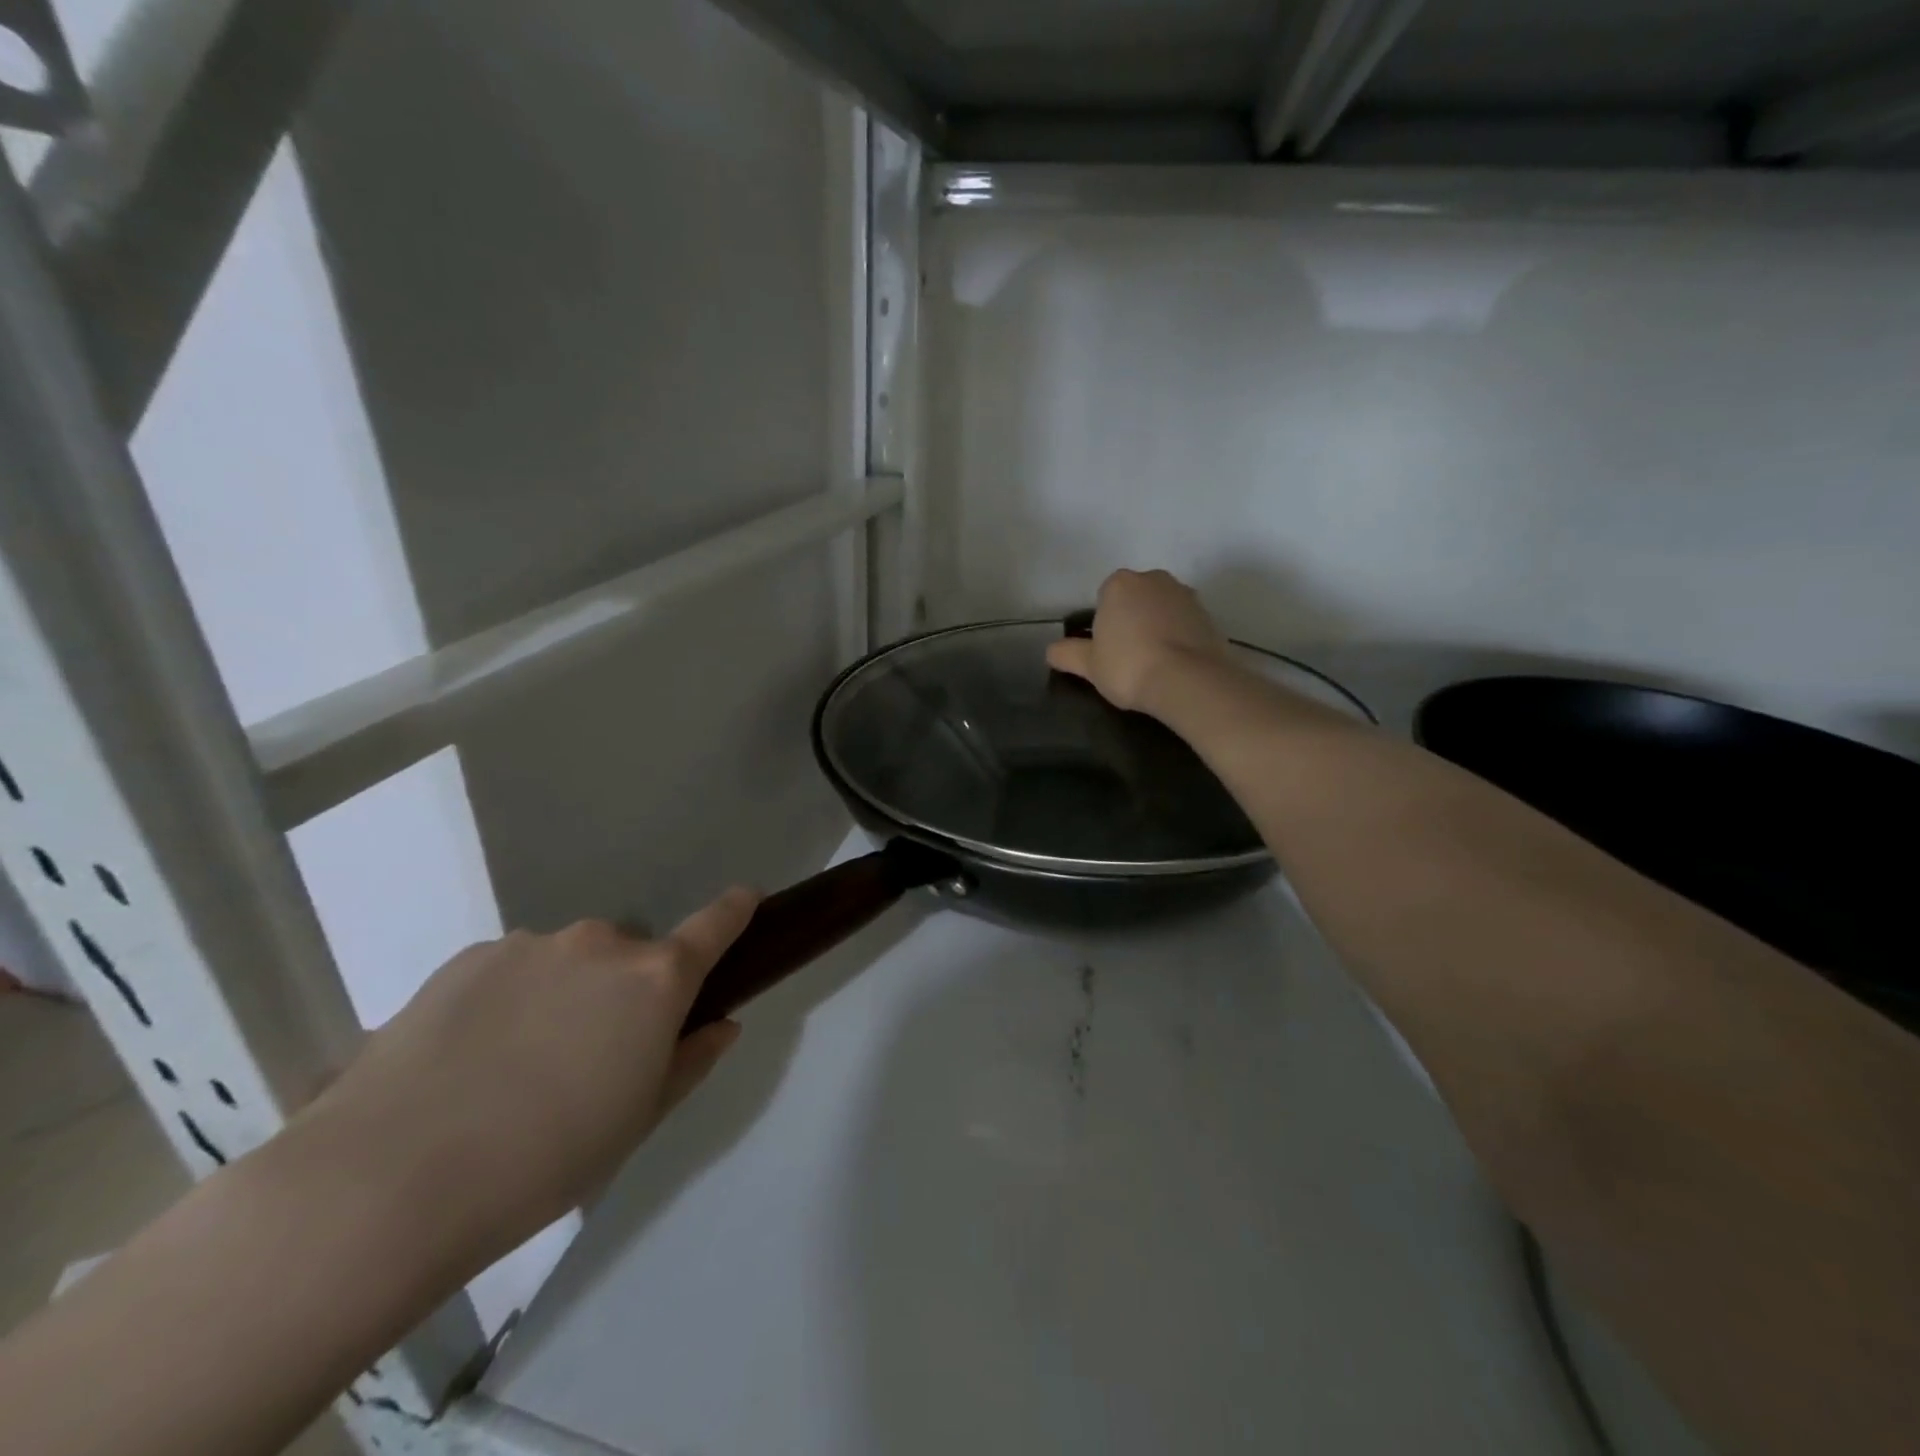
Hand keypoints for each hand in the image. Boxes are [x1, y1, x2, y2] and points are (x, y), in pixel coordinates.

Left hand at [296, 888, 758, 1263]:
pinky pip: (514, 969)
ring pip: (570, 961)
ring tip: (517, 1067)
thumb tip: (721, 1023)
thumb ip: (691, 1060)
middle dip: (626, 989)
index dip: (734, 910)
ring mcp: (532, 944)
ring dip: (565, 995)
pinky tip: (470, 1059)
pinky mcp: (470, 957)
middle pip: (632, 954)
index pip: (713, 926)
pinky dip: (511, 999)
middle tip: (594, 1053)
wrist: (388, 1180)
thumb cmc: (546, 1159)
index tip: (746, 898)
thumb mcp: (639, 1119)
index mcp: (654, 979)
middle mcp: (601, 944)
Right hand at [1046, 569, 1232, 712]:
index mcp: (1120, 584)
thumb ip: (1067, 654)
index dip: (1104, 624)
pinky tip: (1175, 665)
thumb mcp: (1088, 665)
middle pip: (1136, 599)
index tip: (1107, 650)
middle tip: (1128, 657)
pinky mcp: (1210, 615)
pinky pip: (1185, 624)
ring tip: (1153, 664)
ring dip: (1156, 628)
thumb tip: (1051, 651)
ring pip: (1162, 610)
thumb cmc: (1129, 667)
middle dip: (1131, 620)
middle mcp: (1154, 579)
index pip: (1105, 597)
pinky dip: (1179, 638)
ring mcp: (1186, 595)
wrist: (1189, 681)